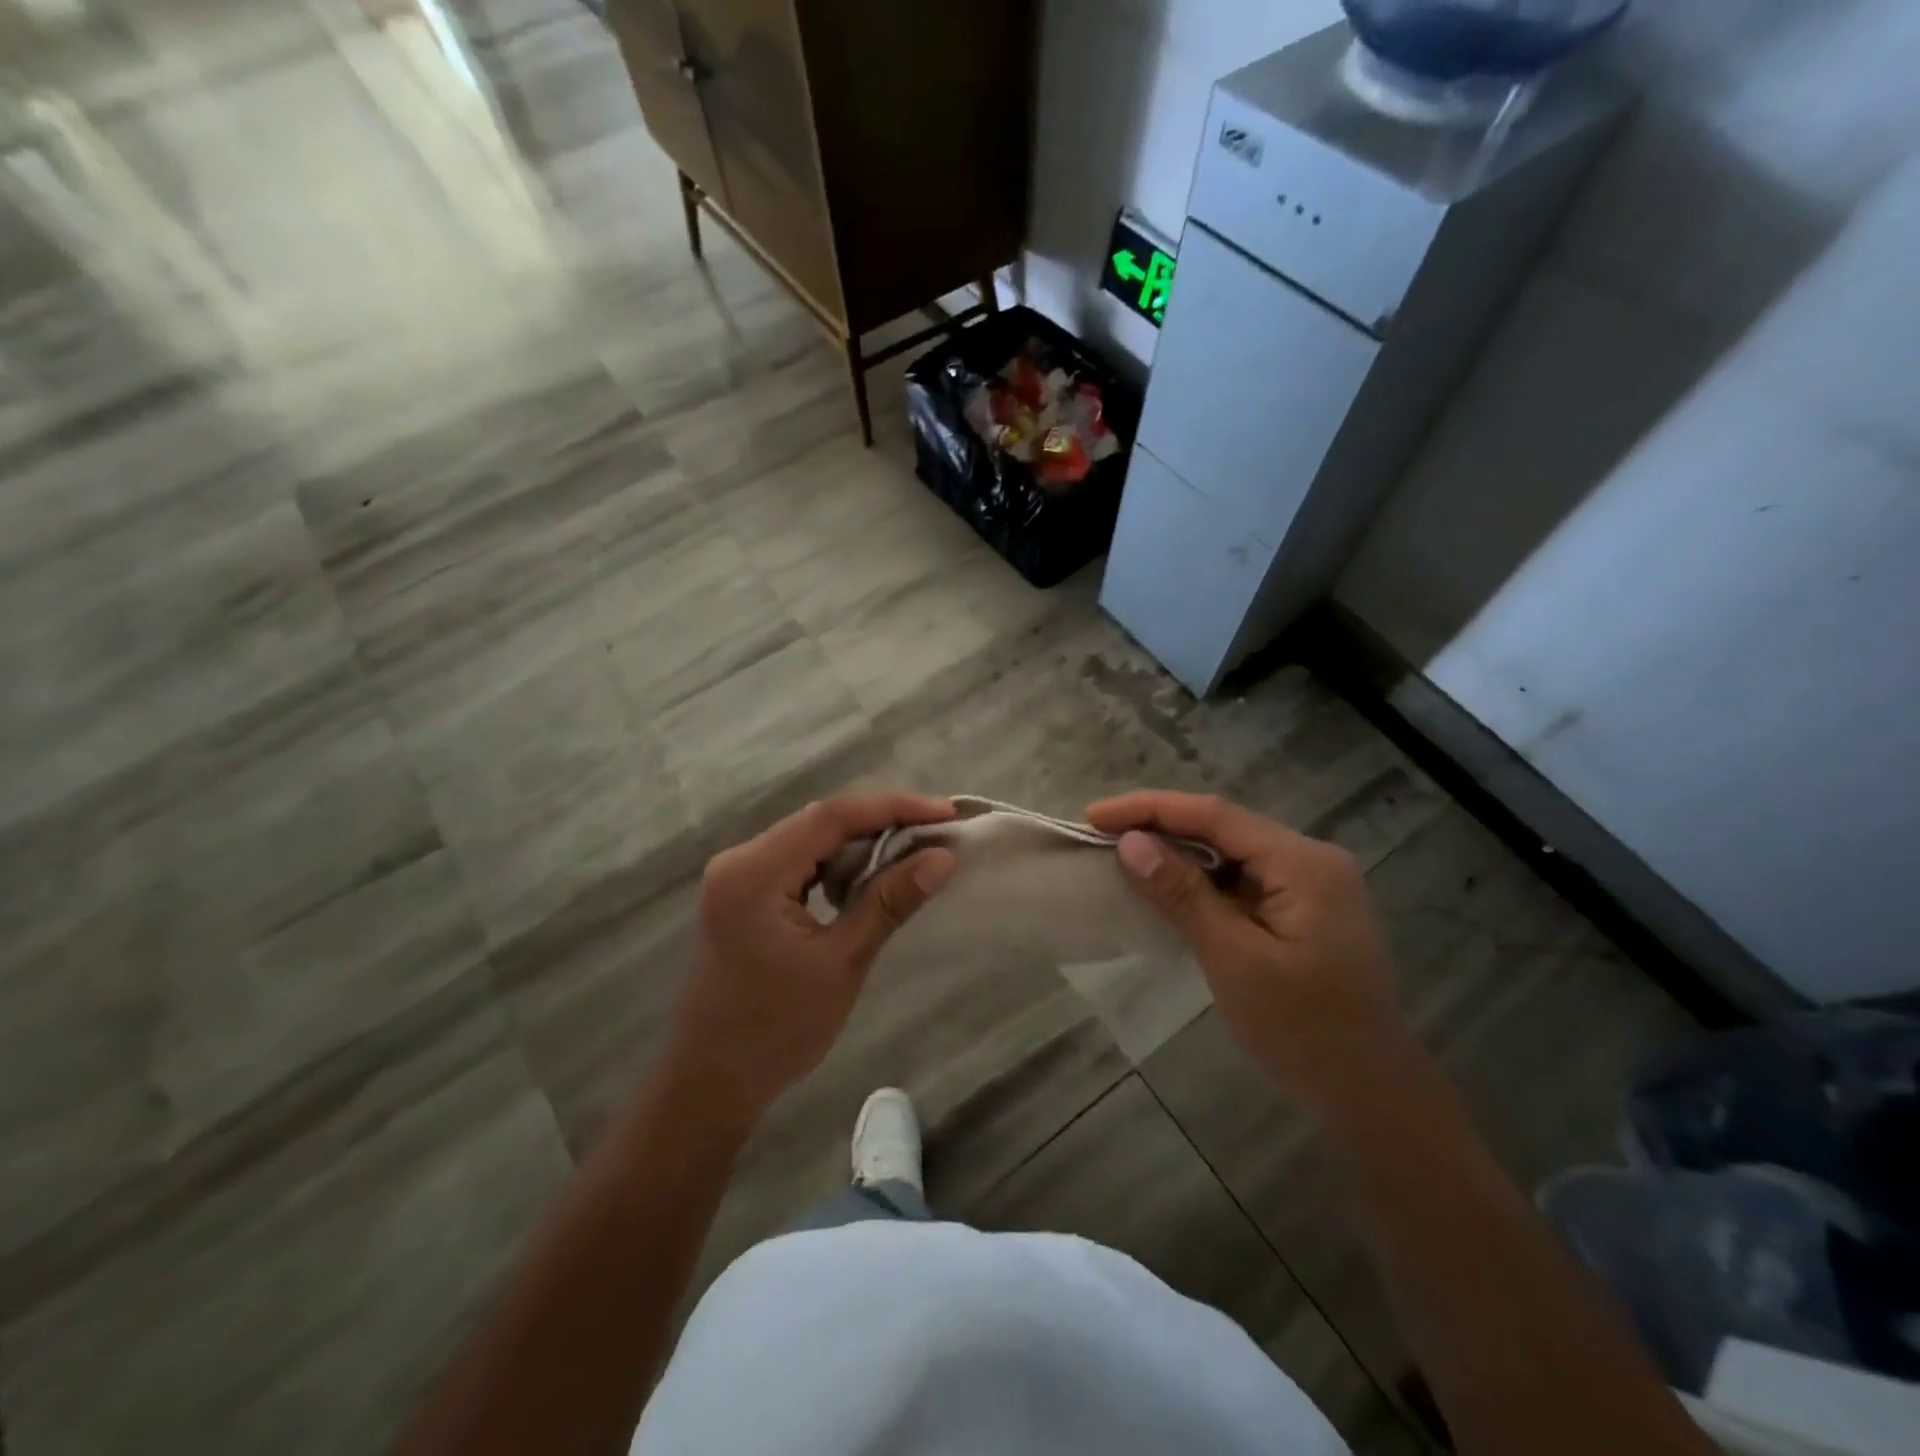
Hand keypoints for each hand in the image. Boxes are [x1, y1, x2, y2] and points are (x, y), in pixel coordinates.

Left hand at [665, 794, 957, 1130]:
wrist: (709, 1084)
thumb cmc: (776, 1031)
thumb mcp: (841, 963)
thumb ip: (889, 902)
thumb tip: (943, 858)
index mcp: (754, 872)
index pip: (831, 817)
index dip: (892, 807)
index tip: (945, 812)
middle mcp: (739, 860)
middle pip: (819, 822)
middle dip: (881, 823)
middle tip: (936, 832)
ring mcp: (737, 876)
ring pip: (810, 840)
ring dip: (861, 844)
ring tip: (913, 852)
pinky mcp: (743, 894)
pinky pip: (798, 862)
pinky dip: (837, 865)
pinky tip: (869, 878)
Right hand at [1086, 791, 1416, 1116]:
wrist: (1372, 1094)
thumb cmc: (1304, 1030)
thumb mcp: (1234, 959)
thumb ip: (1183, 894)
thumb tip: (1131, 842)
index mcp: (1303, 862)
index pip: (1215, 814)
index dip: (1150, 809)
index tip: (1095, 815)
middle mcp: (1311, 859)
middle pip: (1223, 826)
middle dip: (1161, 826)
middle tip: (1101, 835)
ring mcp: (1310, 884)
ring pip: (1230, 852)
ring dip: (1179, 853)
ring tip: (1124, 856)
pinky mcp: (1302, 908)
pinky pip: (1241, 879)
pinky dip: (1201, 881)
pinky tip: (1168, 889)